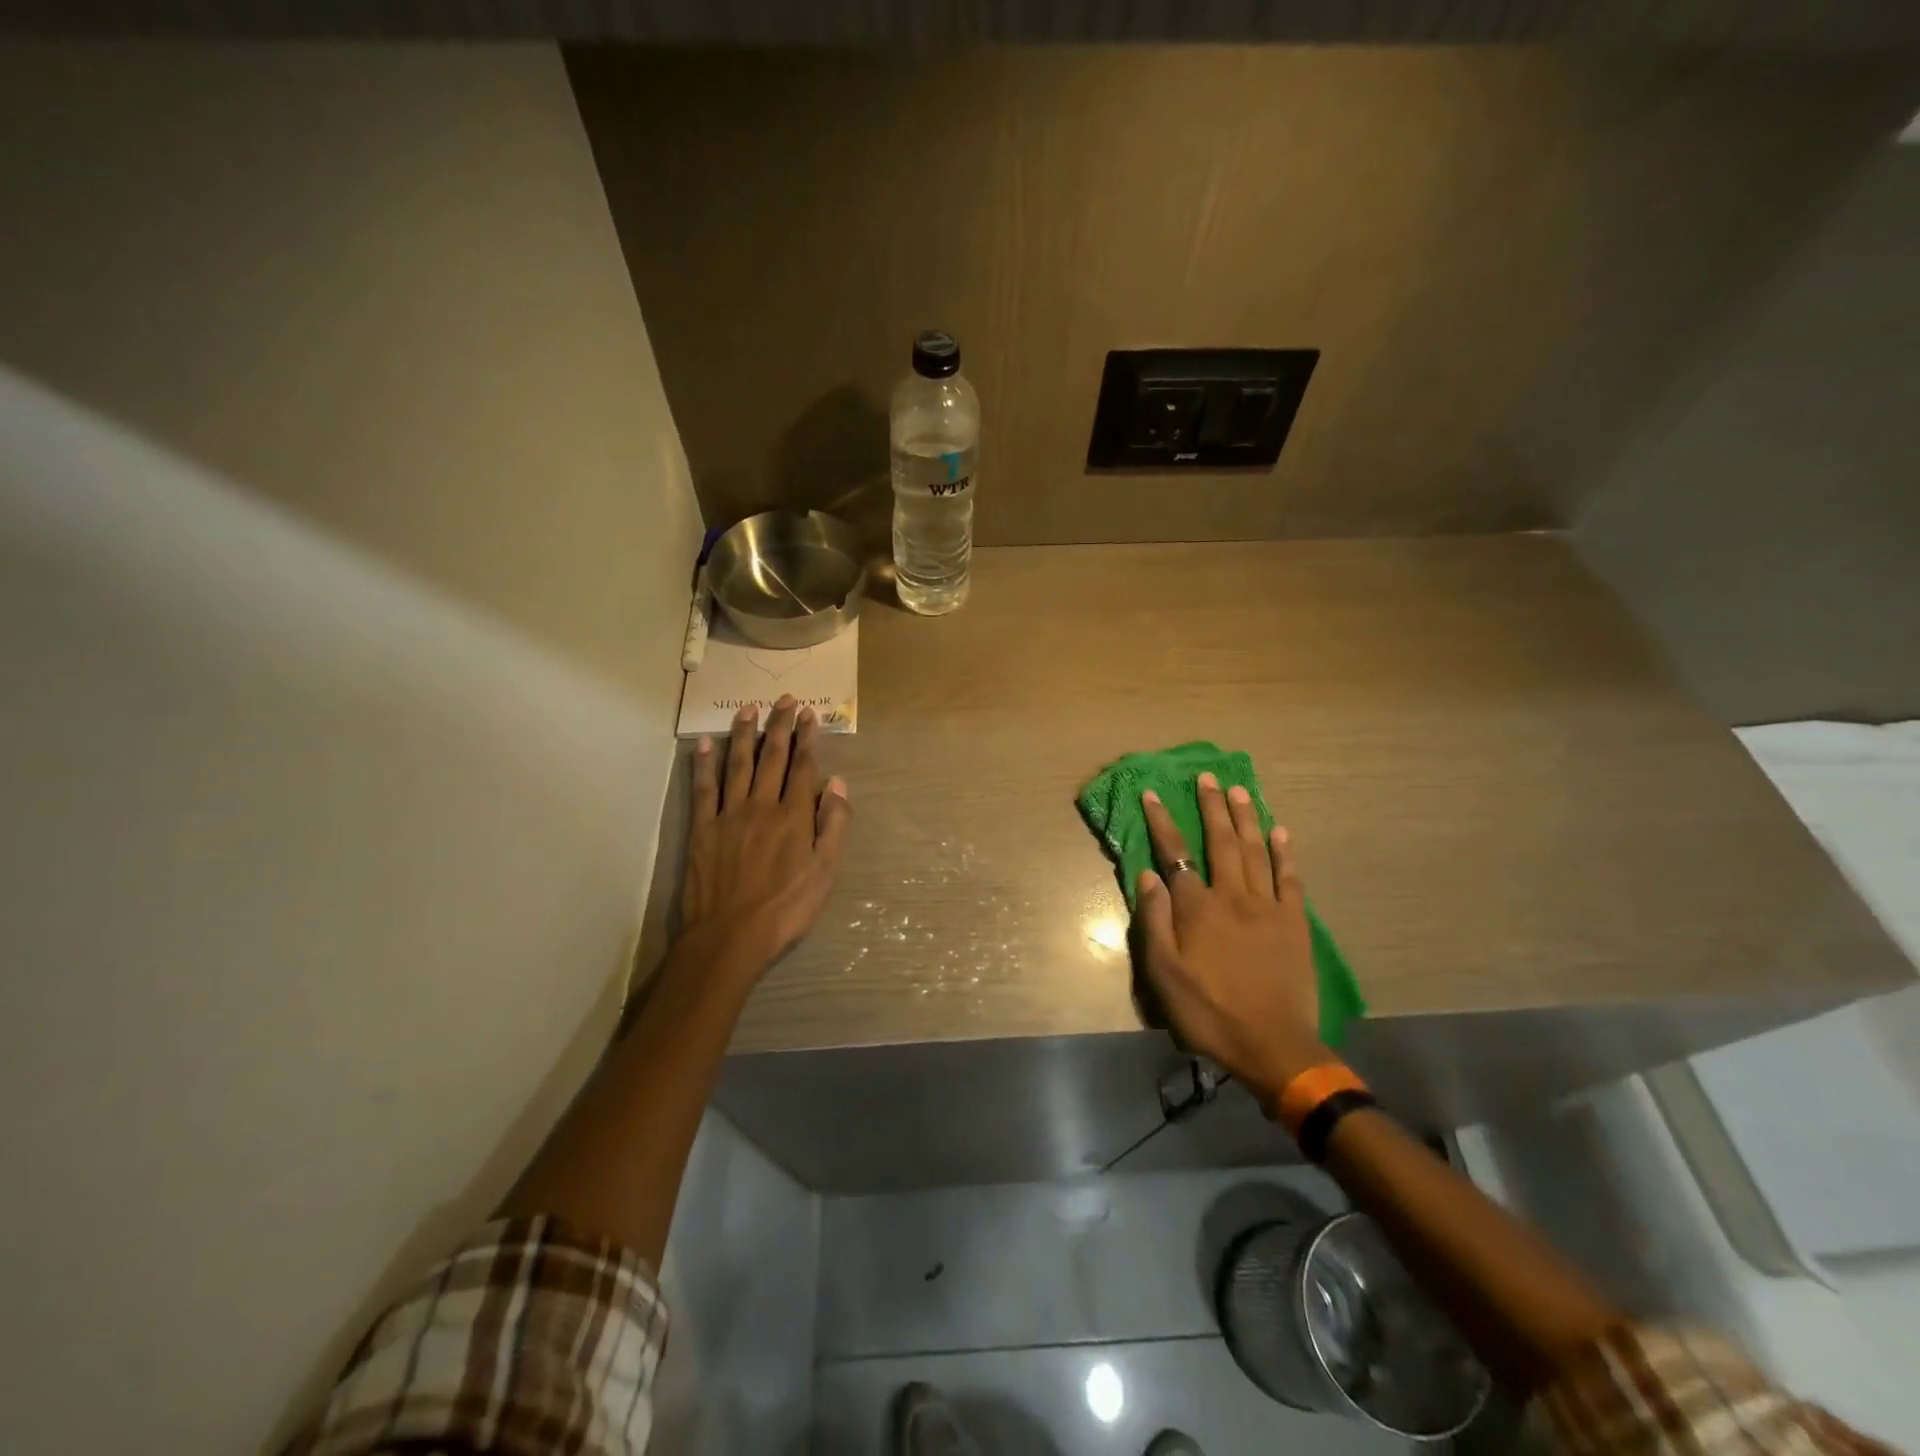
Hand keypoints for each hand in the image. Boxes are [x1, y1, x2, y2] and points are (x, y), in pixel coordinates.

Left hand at [678, 696, 851, 978]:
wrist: (730, 937)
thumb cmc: (786, 909)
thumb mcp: (826, 872)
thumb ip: (834, 825)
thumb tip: (837, 783)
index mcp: (794, 816)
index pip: (803, 767)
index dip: (807, 738)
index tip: (808, 714)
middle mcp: (761, 805)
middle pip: (772, 757)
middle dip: (780, 725)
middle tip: (784, 699)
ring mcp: (728, 815)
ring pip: (737, 764)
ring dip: (744, 734)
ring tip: (748, 709)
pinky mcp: (702, 829)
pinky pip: (703, 788)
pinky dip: (704, 764)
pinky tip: (704, 744)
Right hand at [1135, 772, 1326, 1107]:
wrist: (1273, 1045)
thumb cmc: (1209, 1011)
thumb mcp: (1164, 974)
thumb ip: (1154, 921)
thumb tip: (1149, 875)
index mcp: (1198, 909)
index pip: (1175, 854)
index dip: (1162, 822)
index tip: (1153, 794)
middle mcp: (1233, 896)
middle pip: (1221, 842)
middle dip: (1211, 807)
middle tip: (1208, 777)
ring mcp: (1268, 907)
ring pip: (1256, 851)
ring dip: (1246, 818)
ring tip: (1239, 790)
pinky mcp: (1295, 922)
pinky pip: (1290, 878)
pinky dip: (1285, 852)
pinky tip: (1281, 831)